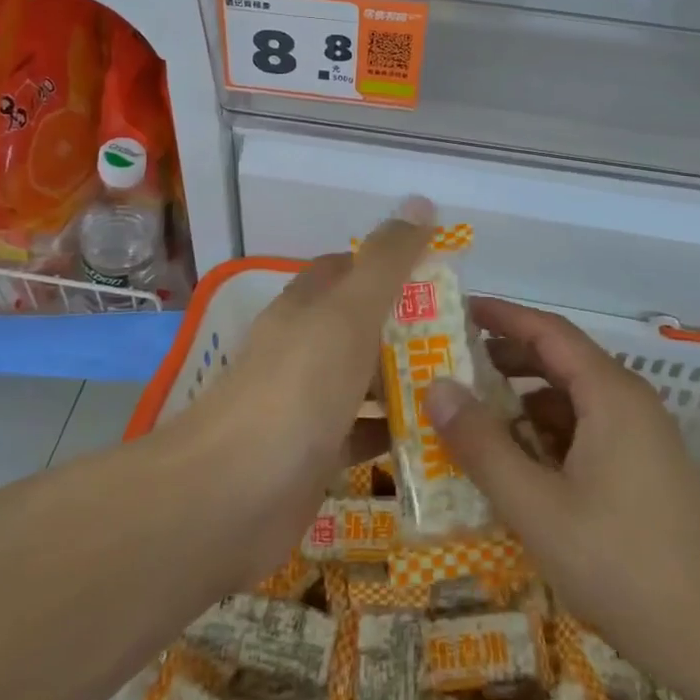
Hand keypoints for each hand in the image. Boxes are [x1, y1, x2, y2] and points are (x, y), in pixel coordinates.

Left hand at [179, 197, 433, 584]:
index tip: (443, 276)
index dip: (392, 265)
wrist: (229, 497)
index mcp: (308, 306)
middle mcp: (304, 347)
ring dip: (407, 381)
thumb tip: (419, 202)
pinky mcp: (313, 455)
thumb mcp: (349, 313)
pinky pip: (363, 435)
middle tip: (469, 340)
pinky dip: (394, 433)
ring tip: (465, 387)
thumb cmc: (297, 389)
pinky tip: (436, 439)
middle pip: (362, 325)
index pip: (350, 269)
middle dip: (411, 327)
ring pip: (364, 380)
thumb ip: (387, 261)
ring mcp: (306, 403)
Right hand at [426, 298, 699, 699]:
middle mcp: (629, 402)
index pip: (547, 330)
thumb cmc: (624, 564)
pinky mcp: (645, 472)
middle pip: (560, 361)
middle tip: (452, 366)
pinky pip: (587, 432)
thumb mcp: (537, 507)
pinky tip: (520, 466)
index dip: (501, 315)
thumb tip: (436, 387)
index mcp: (609, 393)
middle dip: (506, 359)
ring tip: (475, 418)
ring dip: (524, 402)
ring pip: (573, 401)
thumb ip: (483, 445)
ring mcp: (642, 439)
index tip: (457, 310)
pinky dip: (547, 435)